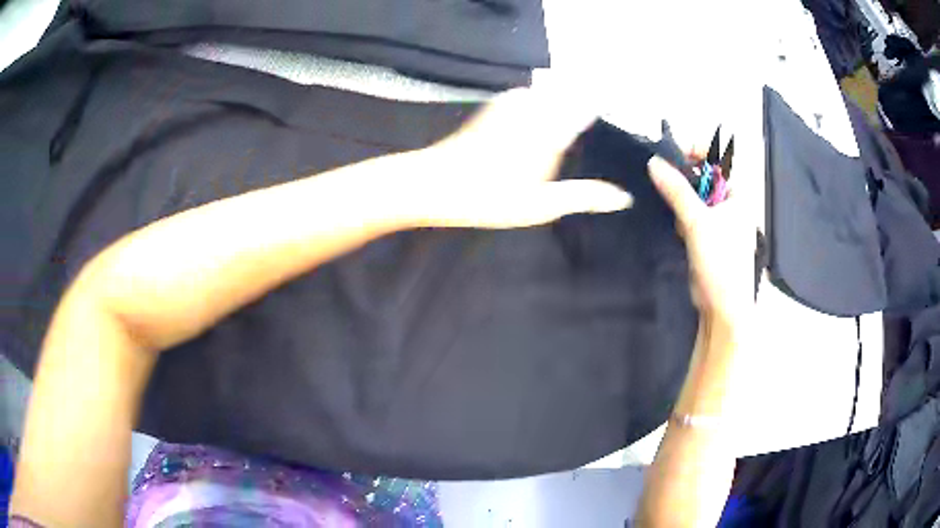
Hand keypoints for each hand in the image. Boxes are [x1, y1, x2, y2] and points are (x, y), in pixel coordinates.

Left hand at [404, 86, 632, 228]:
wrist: (434, 183)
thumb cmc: (488, 198)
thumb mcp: (540, 205)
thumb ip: (583, 197)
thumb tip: (623, 197)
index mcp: (550, 131)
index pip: (587, 105)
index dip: (604, 102)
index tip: (619, 106)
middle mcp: (534, 109)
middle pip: (570, 92)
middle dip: (586, 98)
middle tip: (599, 114)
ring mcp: (512, 104)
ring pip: (550, 90)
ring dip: (565, 97)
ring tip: (576, 117)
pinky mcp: (496, 106)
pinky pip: (530, 94)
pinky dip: (543, 100)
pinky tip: (543, 116)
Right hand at [647, 156, 753, 324]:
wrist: (722, 307)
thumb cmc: (721, 263)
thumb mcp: (697, 222)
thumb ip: (676, 190)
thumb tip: (654, 162)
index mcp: (736, 194)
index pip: (718, 158)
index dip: (697, 150)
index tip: (672, 152)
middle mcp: (728, 204)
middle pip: (703, 176)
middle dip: (682, 176)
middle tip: (663, 177)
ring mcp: (717, 220)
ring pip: (693, 196)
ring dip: (679, 198)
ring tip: (668, 206)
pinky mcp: (705, 236)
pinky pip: (688, 215)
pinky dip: (678, 216)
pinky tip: (674, 226)